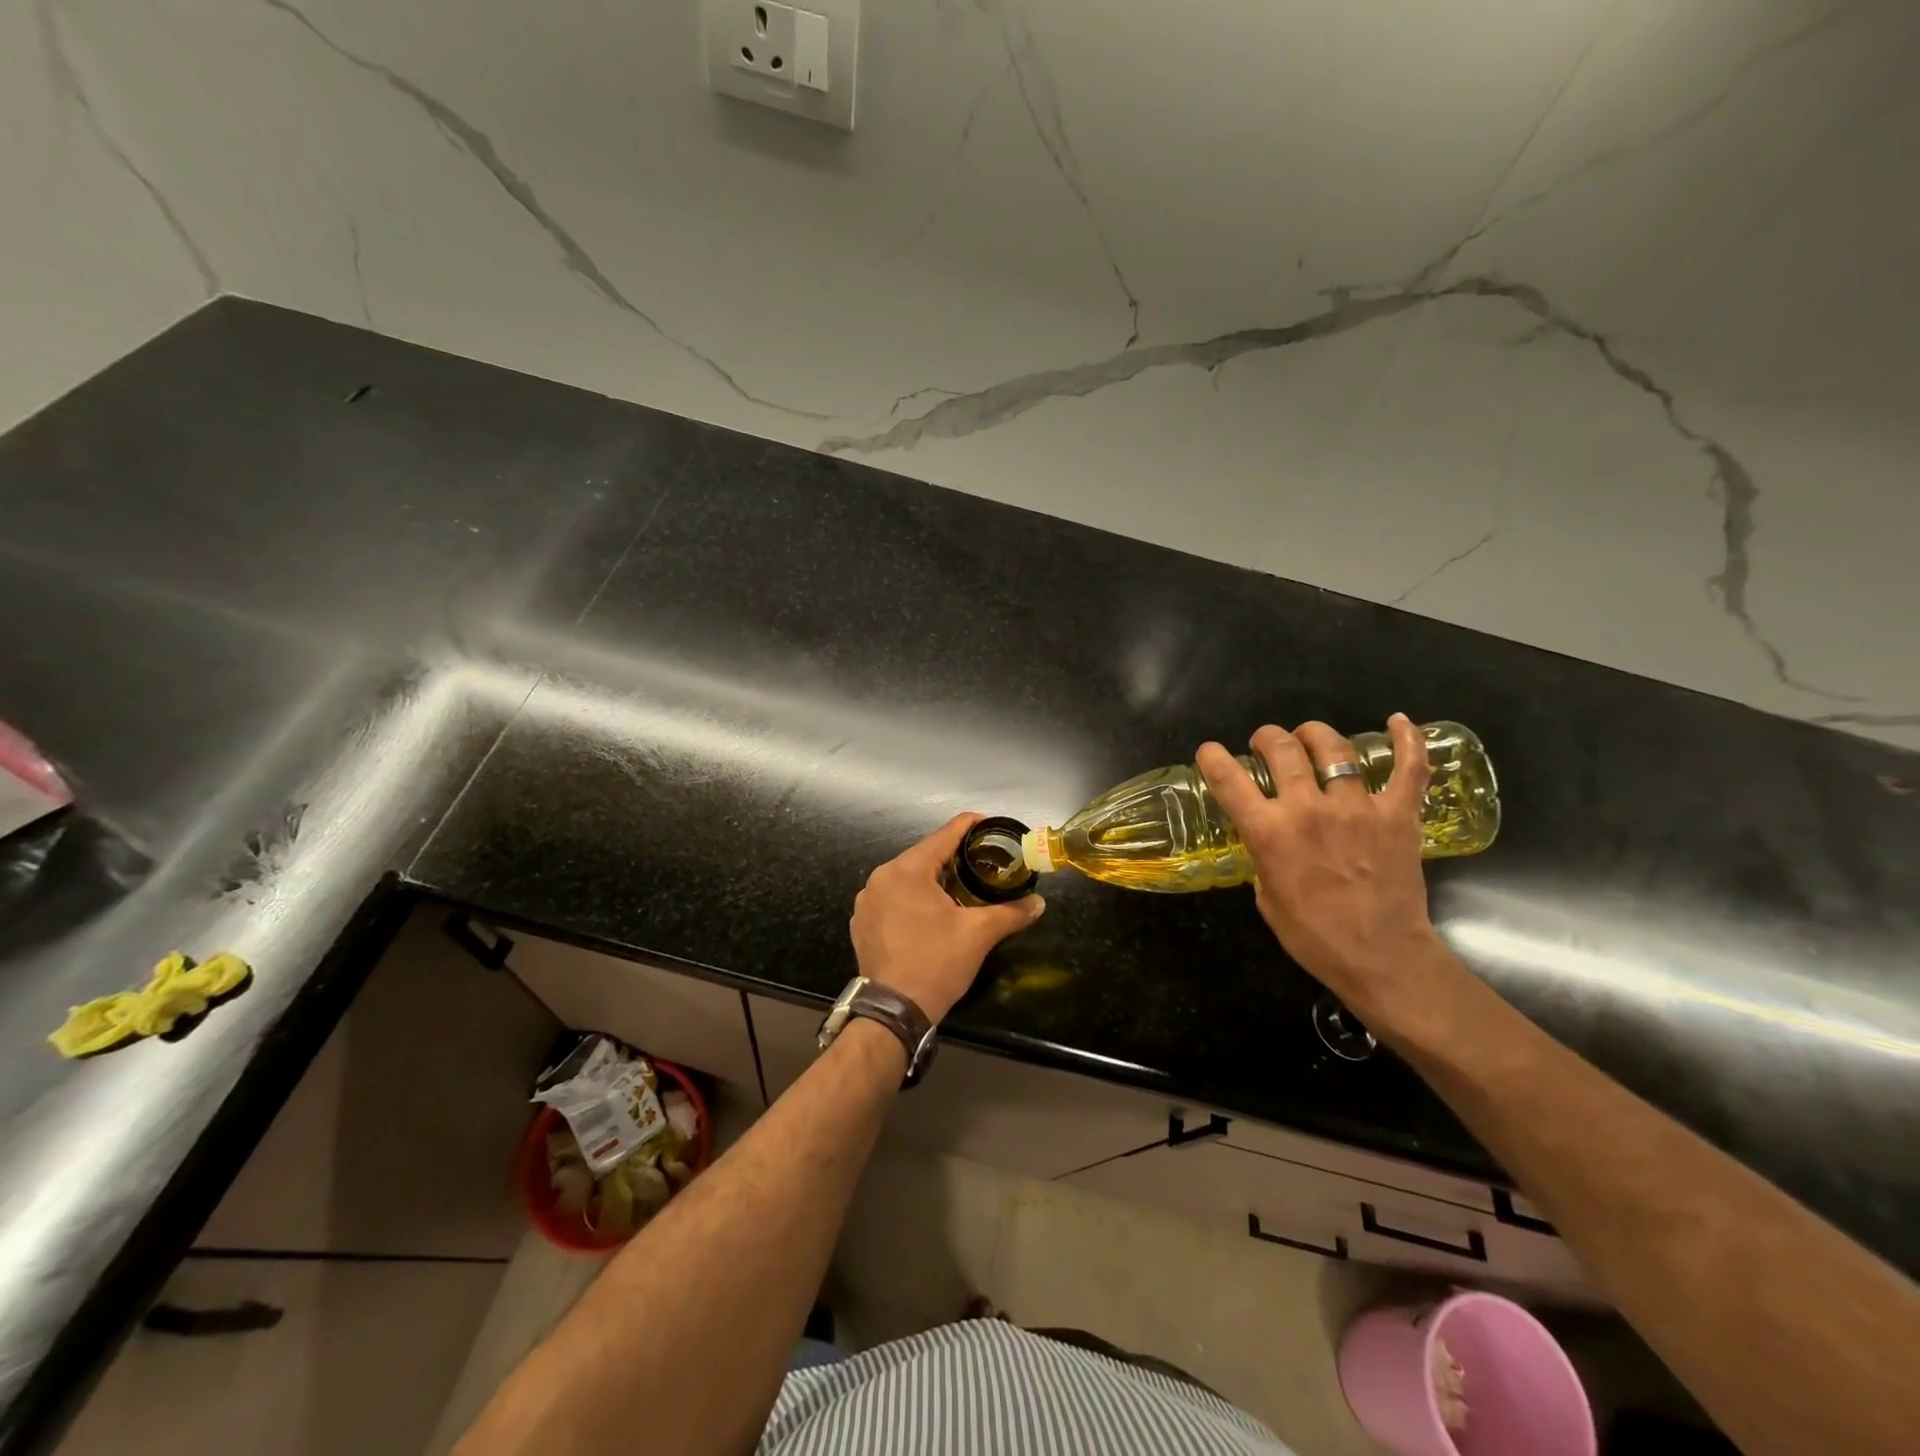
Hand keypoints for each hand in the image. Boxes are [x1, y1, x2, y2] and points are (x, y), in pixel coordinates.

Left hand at [850, 813, 1046, 1022]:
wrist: (894, 1011)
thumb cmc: (937, 963)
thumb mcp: (979, 934)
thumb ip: (1011, 912)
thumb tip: (1038, 903)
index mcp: (907, 870)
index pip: (944, 835)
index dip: (970, 826)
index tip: (990, 825)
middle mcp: (881, 877)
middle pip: (924, 855)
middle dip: (952, 857)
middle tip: (981, 862)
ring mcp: (866, 900)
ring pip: (906, 877)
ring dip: (931, 879)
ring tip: (959, 887)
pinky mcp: (861, 922)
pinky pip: (891, 897)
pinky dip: (911, 898)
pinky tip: (929, 913)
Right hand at [1196, 714, 1442, 1022]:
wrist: (1382, 958)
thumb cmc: (1313, 936)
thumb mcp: (1266, 897)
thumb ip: (1264, 857)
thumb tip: (1269, 840)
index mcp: (1269, 833)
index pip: (1229, 779)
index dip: (1212, 757)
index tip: (1210, 751)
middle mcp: (1308, 810)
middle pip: (1282, 748)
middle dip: (1267, 737)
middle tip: (1267, 744)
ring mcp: (1358, 808)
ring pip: (1335, 748)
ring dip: (1315, 735)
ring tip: (1310, 737)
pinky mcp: (1398, 815)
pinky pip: (1409, 768)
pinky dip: (1407, 740)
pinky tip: (1398, 721)